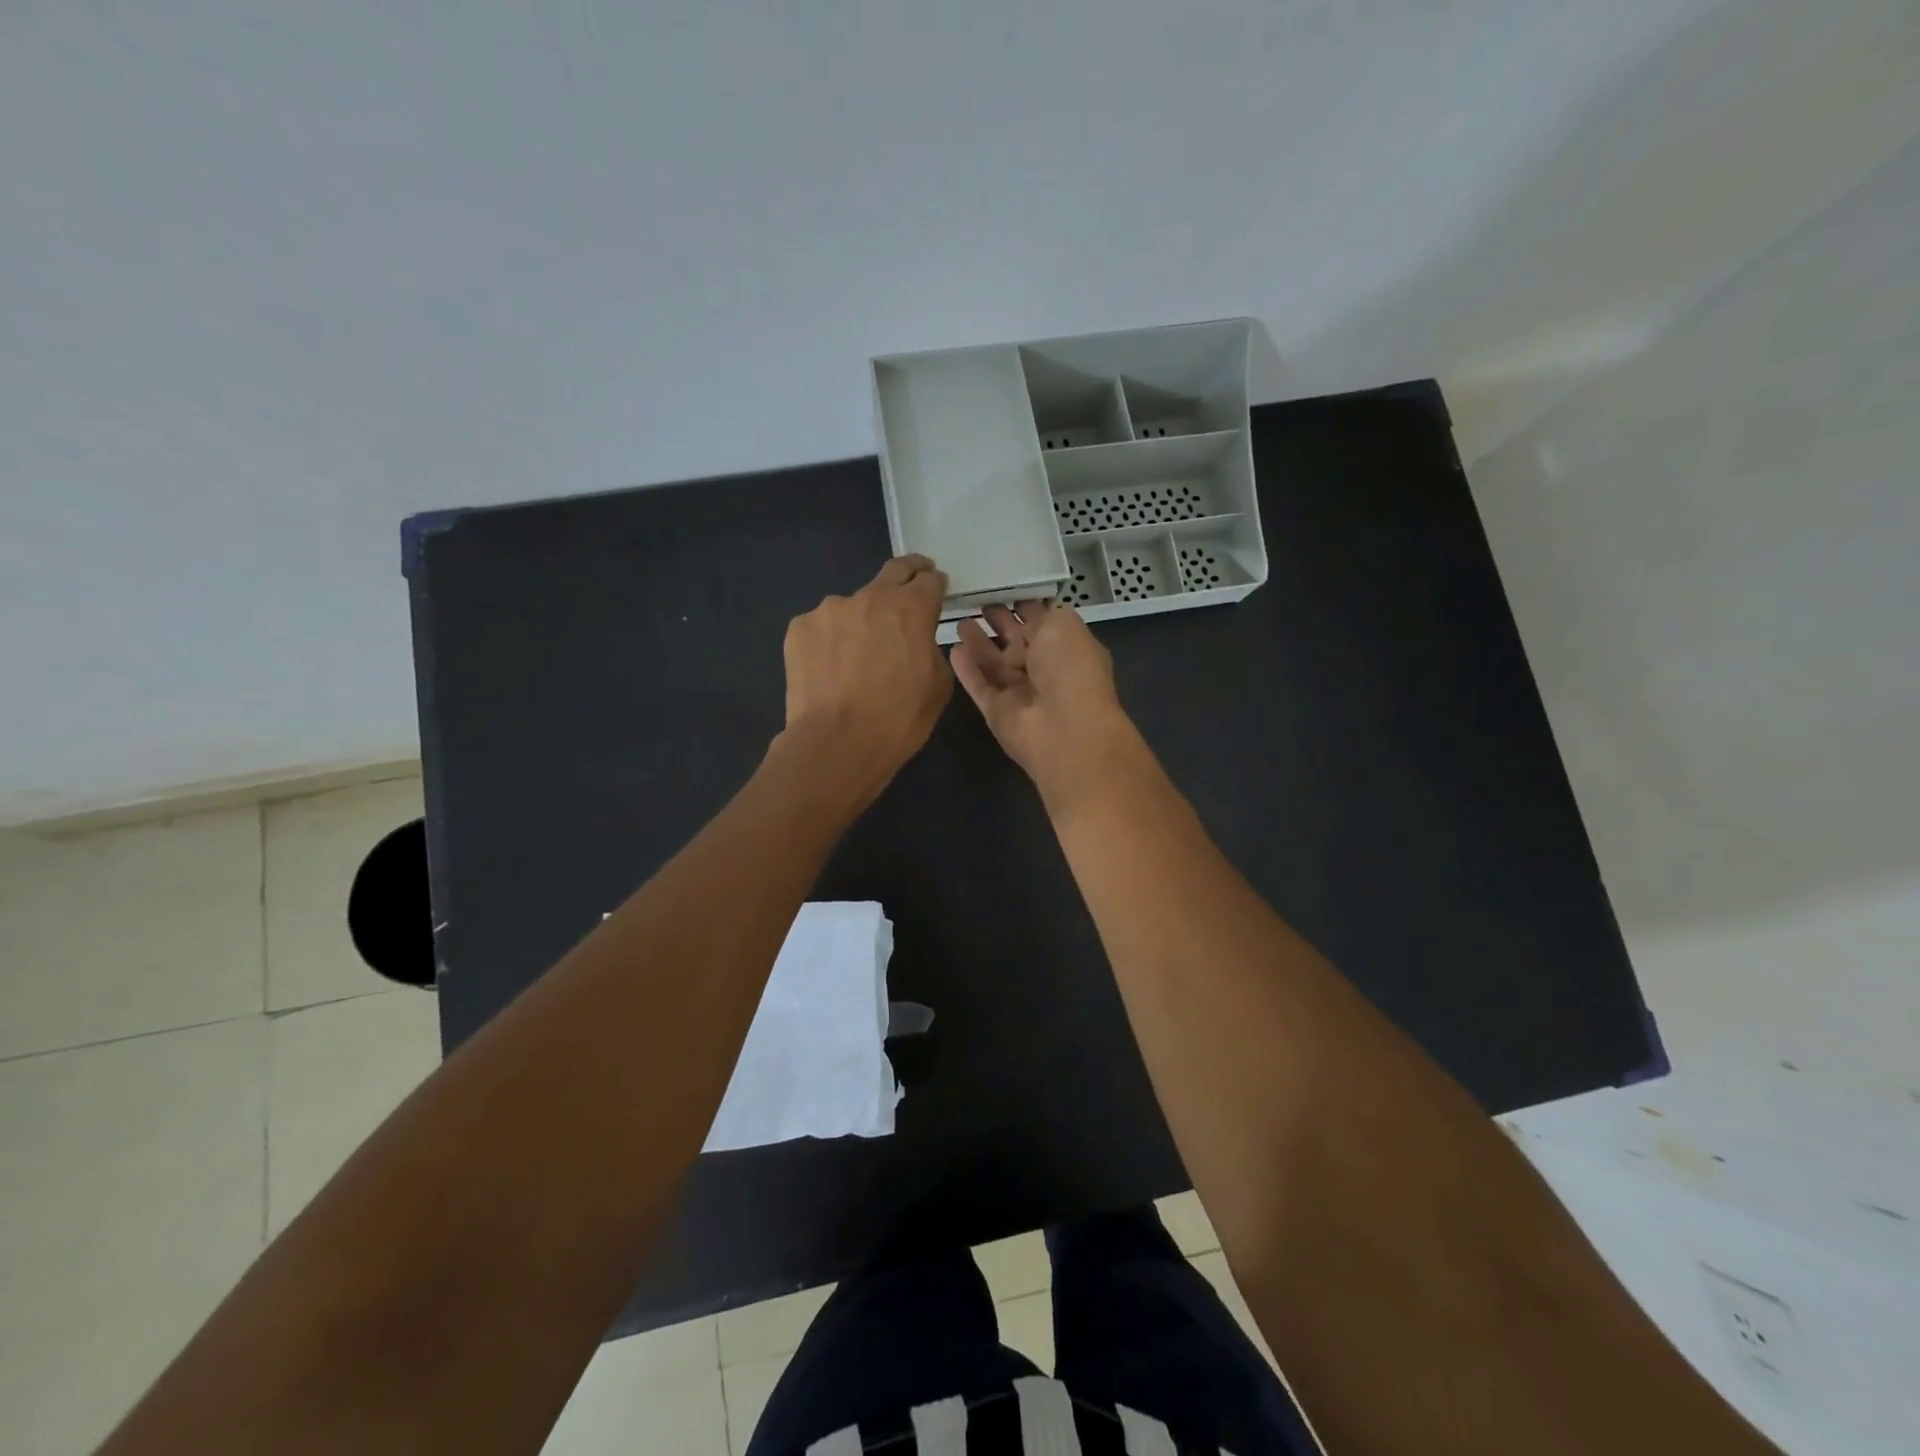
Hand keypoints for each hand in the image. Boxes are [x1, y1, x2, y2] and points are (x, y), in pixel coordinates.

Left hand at [777, 554, 952, 805]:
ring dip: (861, 620)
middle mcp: (870, 597)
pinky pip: (823, 627)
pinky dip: (830, 641)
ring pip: (853, 605)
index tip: (935, 592)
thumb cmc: (898, 720)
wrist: (836, 743)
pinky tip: (830, 669)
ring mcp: (830, 610)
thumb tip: (918, 641)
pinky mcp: (799, 628)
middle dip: (907, 574)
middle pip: (893, 571)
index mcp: (911, 608)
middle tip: (911, 585)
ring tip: (857, 655)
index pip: (930, 580)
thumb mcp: (938, 687)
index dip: (935, 585)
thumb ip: (931, 650)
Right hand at [949, 600, 1140, 809]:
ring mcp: (1020, 692)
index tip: (1003, 587)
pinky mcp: (997, 711)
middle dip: (999, 622)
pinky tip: (953, 648)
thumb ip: (1041, 615)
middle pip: (1017, 642)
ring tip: (959, 620)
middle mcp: (1045, 669)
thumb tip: (1026, 614)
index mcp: (1066, 647)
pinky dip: (967, 669)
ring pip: (994, 663)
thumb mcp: (1063, 624)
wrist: (1065, 726)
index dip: (1024, 605)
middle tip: (977, 602)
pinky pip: (979, 686)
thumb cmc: (1070, 667)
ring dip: (979, 643)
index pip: (1042, 622)